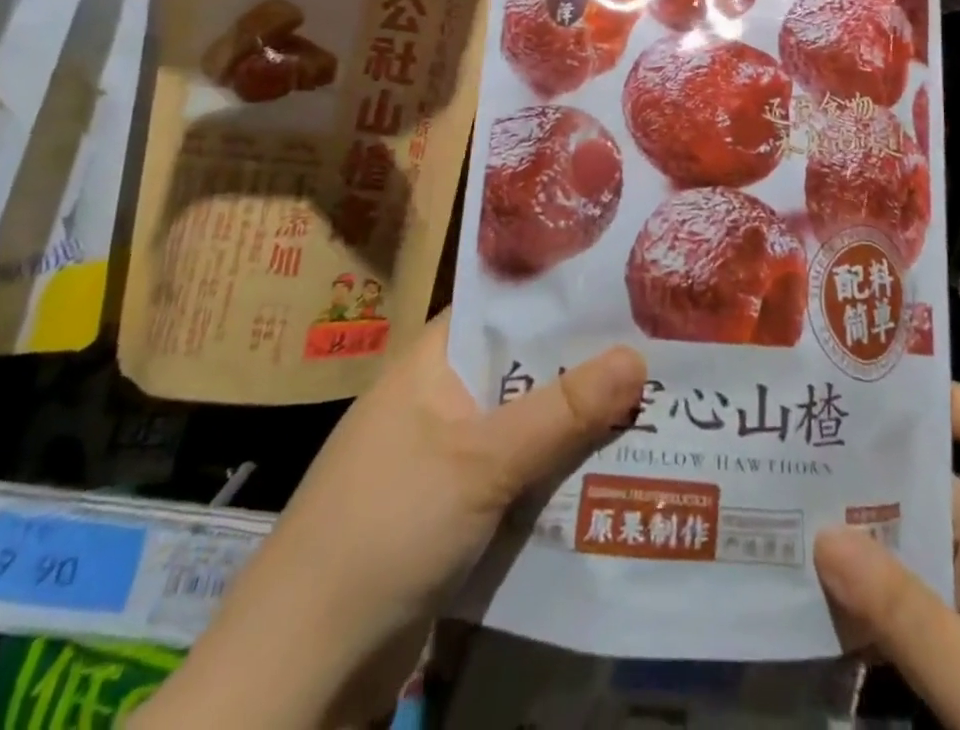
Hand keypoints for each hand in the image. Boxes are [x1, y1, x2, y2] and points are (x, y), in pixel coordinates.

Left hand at [138, 311, 646, 729]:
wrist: (299, 671)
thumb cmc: (386, 530)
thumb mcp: (482, 462)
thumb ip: (561, 410)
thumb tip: (637, 354)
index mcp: (433, 362)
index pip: (504, 307)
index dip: (561, 296)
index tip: (626, 288)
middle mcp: (439, 399)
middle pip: (523, 368)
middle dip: (584, 365)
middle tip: (660, 348)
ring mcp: (445, 458)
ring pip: (525, 425)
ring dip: (577, 424)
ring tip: (656, 402)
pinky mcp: (452, 512)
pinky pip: (516, 476)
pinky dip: (555, 473)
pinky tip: (613, 471)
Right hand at [813, 385, 959, 729]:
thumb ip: (900, 611)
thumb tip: (821, 533)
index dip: (956, 400)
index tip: (888, 391)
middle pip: (945, 488)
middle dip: (881, 468)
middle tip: (808, 451)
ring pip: (928, 551)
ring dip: (872, 538)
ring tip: (798, 517)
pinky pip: (925, 610)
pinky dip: (881, 602)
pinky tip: (829, 607)